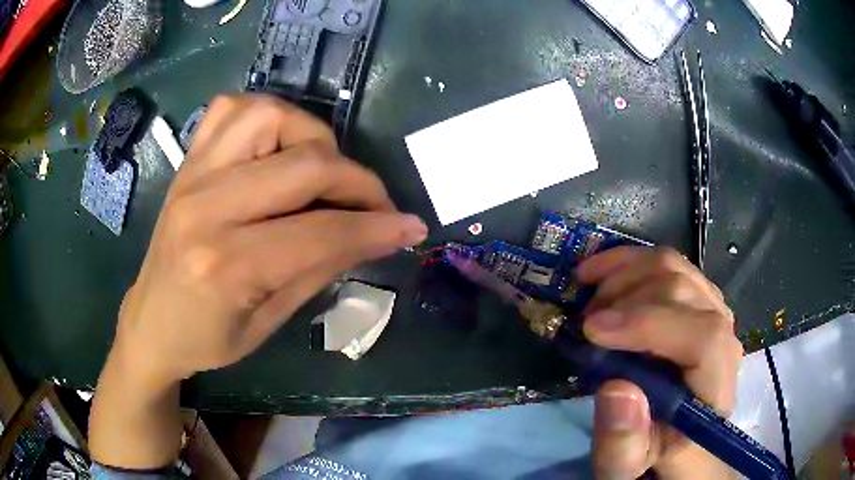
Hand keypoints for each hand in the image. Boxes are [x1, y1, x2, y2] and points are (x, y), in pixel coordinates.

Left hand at [91, 94, 426, 467]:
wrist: (151, 321)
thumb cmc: (207, 338)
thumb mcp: (269, 322)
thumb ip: (322, 269)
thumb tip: (378, 234)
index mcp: (226, 265)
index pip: (321, 232)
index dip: (376, 227)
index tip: (411, 227)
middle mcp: (206, 207)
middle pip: (304, 165)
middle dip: (358, 181)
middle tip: (377, 204)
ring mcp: (193, 174)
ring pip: (270, 116)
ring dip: (314, 137)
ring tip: (324, 170)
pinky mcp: (188, 161)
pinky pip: (231, 108)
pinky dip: (268, 115)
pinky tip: (278, 144)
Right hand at [577, 247, 742, 479]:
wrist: (676, 437)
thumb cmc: (655, 454)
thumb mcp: (630, 466)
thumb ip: (624, 445)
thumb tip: (616, 388)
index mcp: (716, 386)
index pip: (703, 337)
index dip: (649, 324)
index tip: (592, 331)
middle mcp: (724, 337)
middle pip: (684, 291)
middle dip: (624, 300)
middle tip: (582, 325)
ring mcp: (713, 310)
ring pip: (674, 266)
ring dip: (622, 276)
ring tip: (589, 302)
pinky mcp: (697, 299)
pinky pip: (668, 263)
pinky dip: (628, 262)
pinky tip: (600, 273)